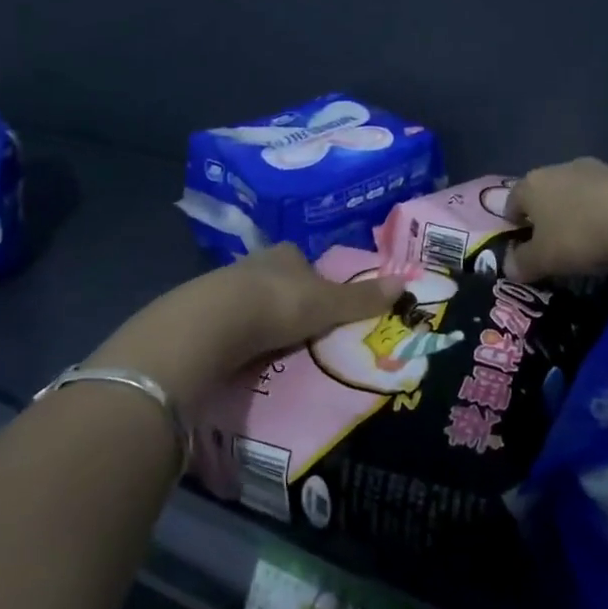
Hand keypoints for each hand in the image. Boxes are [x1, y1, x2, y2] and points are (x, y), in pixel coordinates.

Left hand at [218, 243, 404, 359]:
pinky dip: (237, 336)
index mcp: (286, 253)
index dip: (314, 280)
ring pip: (250, 300)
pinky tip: (244, 355)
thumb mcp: (329, 303)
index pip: (303, 262)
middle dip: (287, 300)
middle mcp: (254, 262)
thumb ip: (362, 298)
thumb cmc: (281, 303)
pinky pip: (227, 323)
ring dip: (260, 319)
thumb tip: (406, 282)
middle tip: (300, 329)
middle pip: (277, 279)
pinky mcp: (201, 312)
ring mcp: (224, 286)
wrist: (215, 322)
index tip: (321, 304)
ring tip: (273, 348)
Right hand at [505, 158, 607, 282]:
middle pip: (544, 193)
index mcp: (532, 184)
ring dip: (575, 211)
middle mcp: (558, 168)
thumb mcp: (543, 260)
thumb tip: (509, 267)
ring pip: (574, 192)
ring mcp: (593, 169)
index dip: (512, 223)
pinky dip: (601, 212)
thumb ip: (522, 263)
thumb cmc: (579, 236)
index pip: (512, 201)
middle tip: (552, 244)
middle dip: (545, 216)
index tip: (520, 244)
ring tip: (585, 240)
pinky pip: (603, 196)